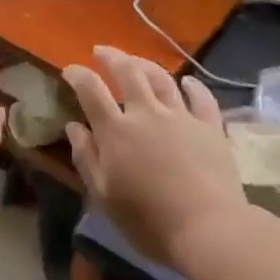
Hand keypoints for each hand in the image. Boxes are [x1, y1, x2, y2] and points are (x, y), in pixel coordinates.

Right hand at [62, 46, 248, 269]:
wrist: (207, 228)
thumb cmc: (148, 220)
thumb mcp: (104, 196)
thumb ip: (87, 158)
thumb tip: (73, 127)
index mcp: (117, 131)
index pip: (91, 91)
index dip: (78, 76)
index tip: (69, 70)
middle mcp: (147, 114)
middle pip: (128, 72)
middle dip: (112, 57)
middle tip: (101, 51)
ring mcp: (182, 116)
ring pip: (162, 78)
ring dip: (145, 64)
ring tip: (136, 61)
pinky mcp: (210, 126)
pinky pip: (201, 97)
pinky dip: (192, 85)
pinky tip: (187, 82)